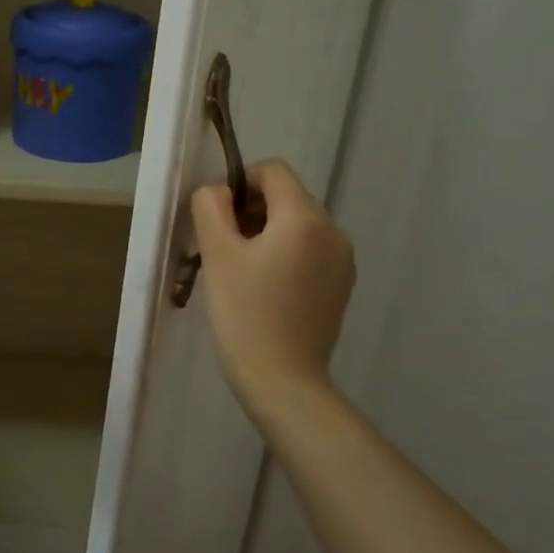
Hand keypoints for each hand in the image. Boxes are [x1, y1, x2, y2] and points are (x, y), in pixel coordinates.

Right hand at [189, 159, 354, 409]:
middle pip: (287, 197)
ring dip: (266, 233)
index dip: (240, 182)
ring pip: (298, 225)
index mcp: (305, 218)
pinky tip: (264, 287)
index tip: (218, 218)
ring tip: (241, 269)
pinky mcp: (341, 286)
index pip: (273, 171)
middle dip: (252, 210)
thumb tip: (217, 191)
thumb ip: (211, 207)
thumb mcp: (217, 253)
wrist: (283, 380)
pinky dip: (285, 254)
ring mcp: (342, 261)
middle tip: (223, 246)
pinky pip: (309, 251)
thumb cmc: (245, 312)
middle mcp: (333, 232)